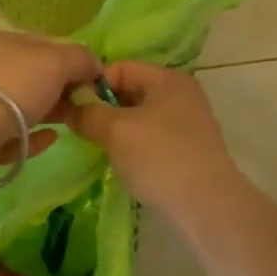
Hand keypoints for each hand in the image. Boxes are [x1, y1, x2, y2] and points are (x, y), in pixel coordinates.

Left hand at [0, 31, 102, 160]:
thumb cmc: (11, 86)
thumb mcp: (55, 62)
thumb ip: (80, 59)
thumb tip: (94, 64)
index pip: (41, 44)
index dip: (70, 59)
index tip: (92, 80)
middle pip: (30, 76)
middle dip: (59, 89)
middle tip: (84, 104)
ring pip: (18, 107)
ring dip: (47, 113)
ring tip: (71, 123)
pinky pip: (8, 136)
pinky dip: (30, 137)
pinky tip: (50, 141)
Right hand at [65, 62, 244, 218]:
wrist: (208, 207)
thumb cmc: (160, 158)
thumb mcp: (115, 131)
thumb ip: (88, 114)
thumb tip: (69, 108)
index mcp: (167, 78)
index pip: (119, 68)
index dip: (93, 85)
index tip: (73, 110)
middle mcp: (181, 93)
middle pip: (131, 90)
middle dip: (104, 109)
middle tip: (83, 131)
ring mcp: (189, 122)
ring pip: (141, 117)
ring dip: (118, 130)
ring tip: (101, 149)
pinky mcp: (190, 149)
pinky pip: (153, 137)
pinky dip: (136, 146)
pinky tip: (125, 165)